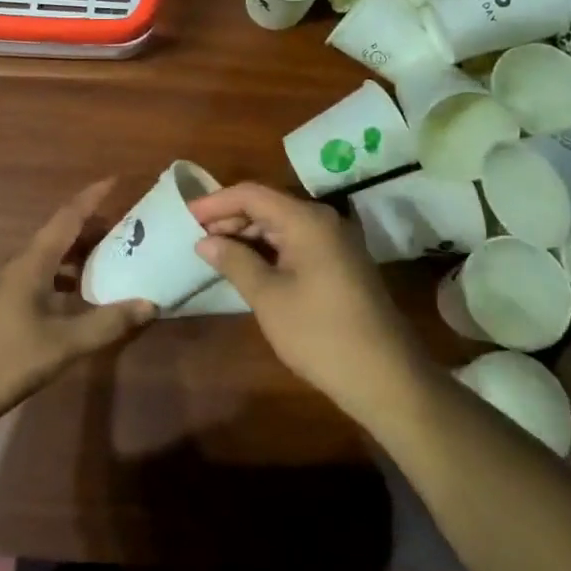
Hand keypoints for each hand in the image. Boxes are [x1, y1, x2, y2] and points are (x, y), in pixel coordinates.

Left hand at [0, 180, 157, 436]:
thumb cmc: (7, 359)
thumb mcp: (64, 343)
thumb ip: (107, 323)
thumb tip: (150, 303)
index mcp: (33, 262)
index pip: (67, 217)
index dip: (92, 197)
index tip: (115, 180)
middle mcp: (21, 265)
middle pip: (60, 234)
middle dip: (93, 227)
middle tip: (128, 229)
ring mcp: (10, 287)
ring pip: (51, 257)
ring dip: (80, 253)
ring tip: (112, 259)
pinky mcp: (6, 307)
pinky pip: (44, 277)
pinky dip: (67, 276)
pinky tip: (82, 296)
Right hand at [189, 182, 426, 424]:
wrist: (385, 376)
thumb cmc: (320, 334)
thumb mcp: (269, 298)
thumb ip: (234, 262)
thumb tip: (205, 241)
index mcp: (307, 220)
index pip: (252, 194)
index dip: (216, 202)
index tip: (186, 217)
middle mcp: (323, 220)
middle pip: (268, 205)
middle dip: (231, 218)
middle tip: (197, 238)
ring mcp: (336, 241)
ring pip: (282, 224)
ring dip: (249, 235)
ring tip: (216, 253)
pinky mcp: (341, 262)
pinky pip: (297, 242)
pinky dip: (269, 249)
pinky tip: (249, 266)